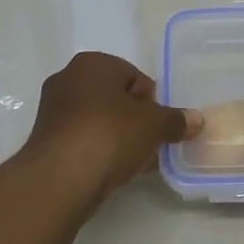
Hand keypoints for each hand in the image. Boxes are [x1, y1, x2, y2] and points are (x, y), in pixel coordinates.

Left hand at [17, 52, 202, 213]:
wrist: (59, 180)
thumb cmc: (109, 135)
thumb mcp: (154, 125)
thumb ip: (176, 120)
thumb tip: (197, 120)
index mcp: (92, 63)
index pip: (134, 77)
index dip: (152, 102)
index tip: (160, 126)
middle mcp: (68, 79)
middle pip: (116, 99)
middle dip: (136, 121)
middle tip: (151, 145)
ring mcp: (53, 111)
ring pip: (99, 122)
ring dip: (120, 139)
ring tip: (136, 163)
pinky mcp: (46, 141)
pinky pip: (84, 141)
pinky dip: (100, 152)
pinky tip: (115, 172)